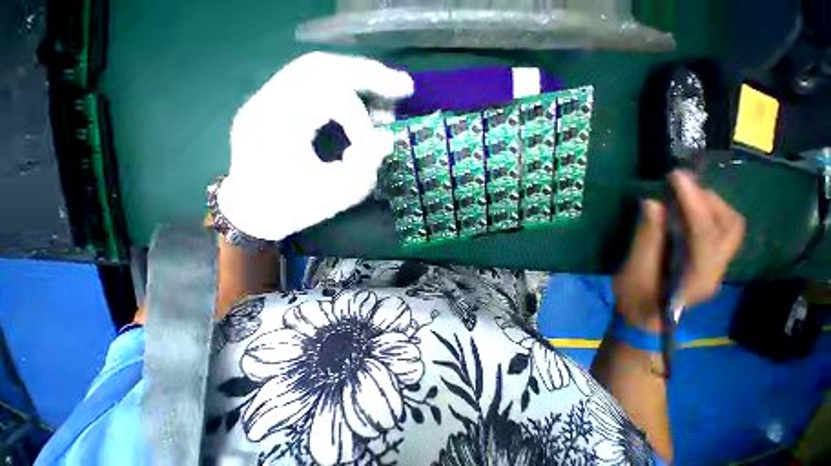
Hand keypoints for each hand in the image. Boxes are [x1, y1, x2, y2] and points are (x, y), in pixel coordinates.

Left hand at [217, 52, 413, 240]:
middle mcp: (266, 101)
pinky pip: (311, 84)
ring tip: (387, 91)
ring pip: (317, 70)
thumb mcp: (334, 196)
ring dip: (356, 78)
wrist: (253, 212)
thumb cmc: (293, 209)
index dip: (360, 121)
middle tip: (402, 86)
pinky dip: (341, 88)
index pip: (327, 98)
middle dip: (368, 76)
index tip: (373, 149)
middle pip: (322, 67)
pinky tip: (359, 101)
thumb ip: (365, 167)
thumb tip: (387, 139)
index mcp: (276, 125)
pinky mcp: (274, 105)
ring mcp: (267, 99)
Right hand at [613, 170, 744, 331]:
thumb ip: (646, 238)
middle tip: (683, 186)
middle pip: (730, 227)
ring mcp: (717, 268)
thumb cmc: (635, 298)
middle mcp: (717, 271)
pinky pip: (720, 233)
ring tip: (687, 194)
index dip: (692, 203)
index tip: (676, 178)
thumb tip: (652, 203)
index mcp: (698, 276)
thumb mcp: (634, 270)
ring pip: (730, 229)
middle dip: (709, 201)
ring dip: (712, 206)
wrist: (644, 320)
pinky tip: (688, 211)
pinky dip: (708, 216)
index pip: (705, 233)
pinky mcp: (710, 264)